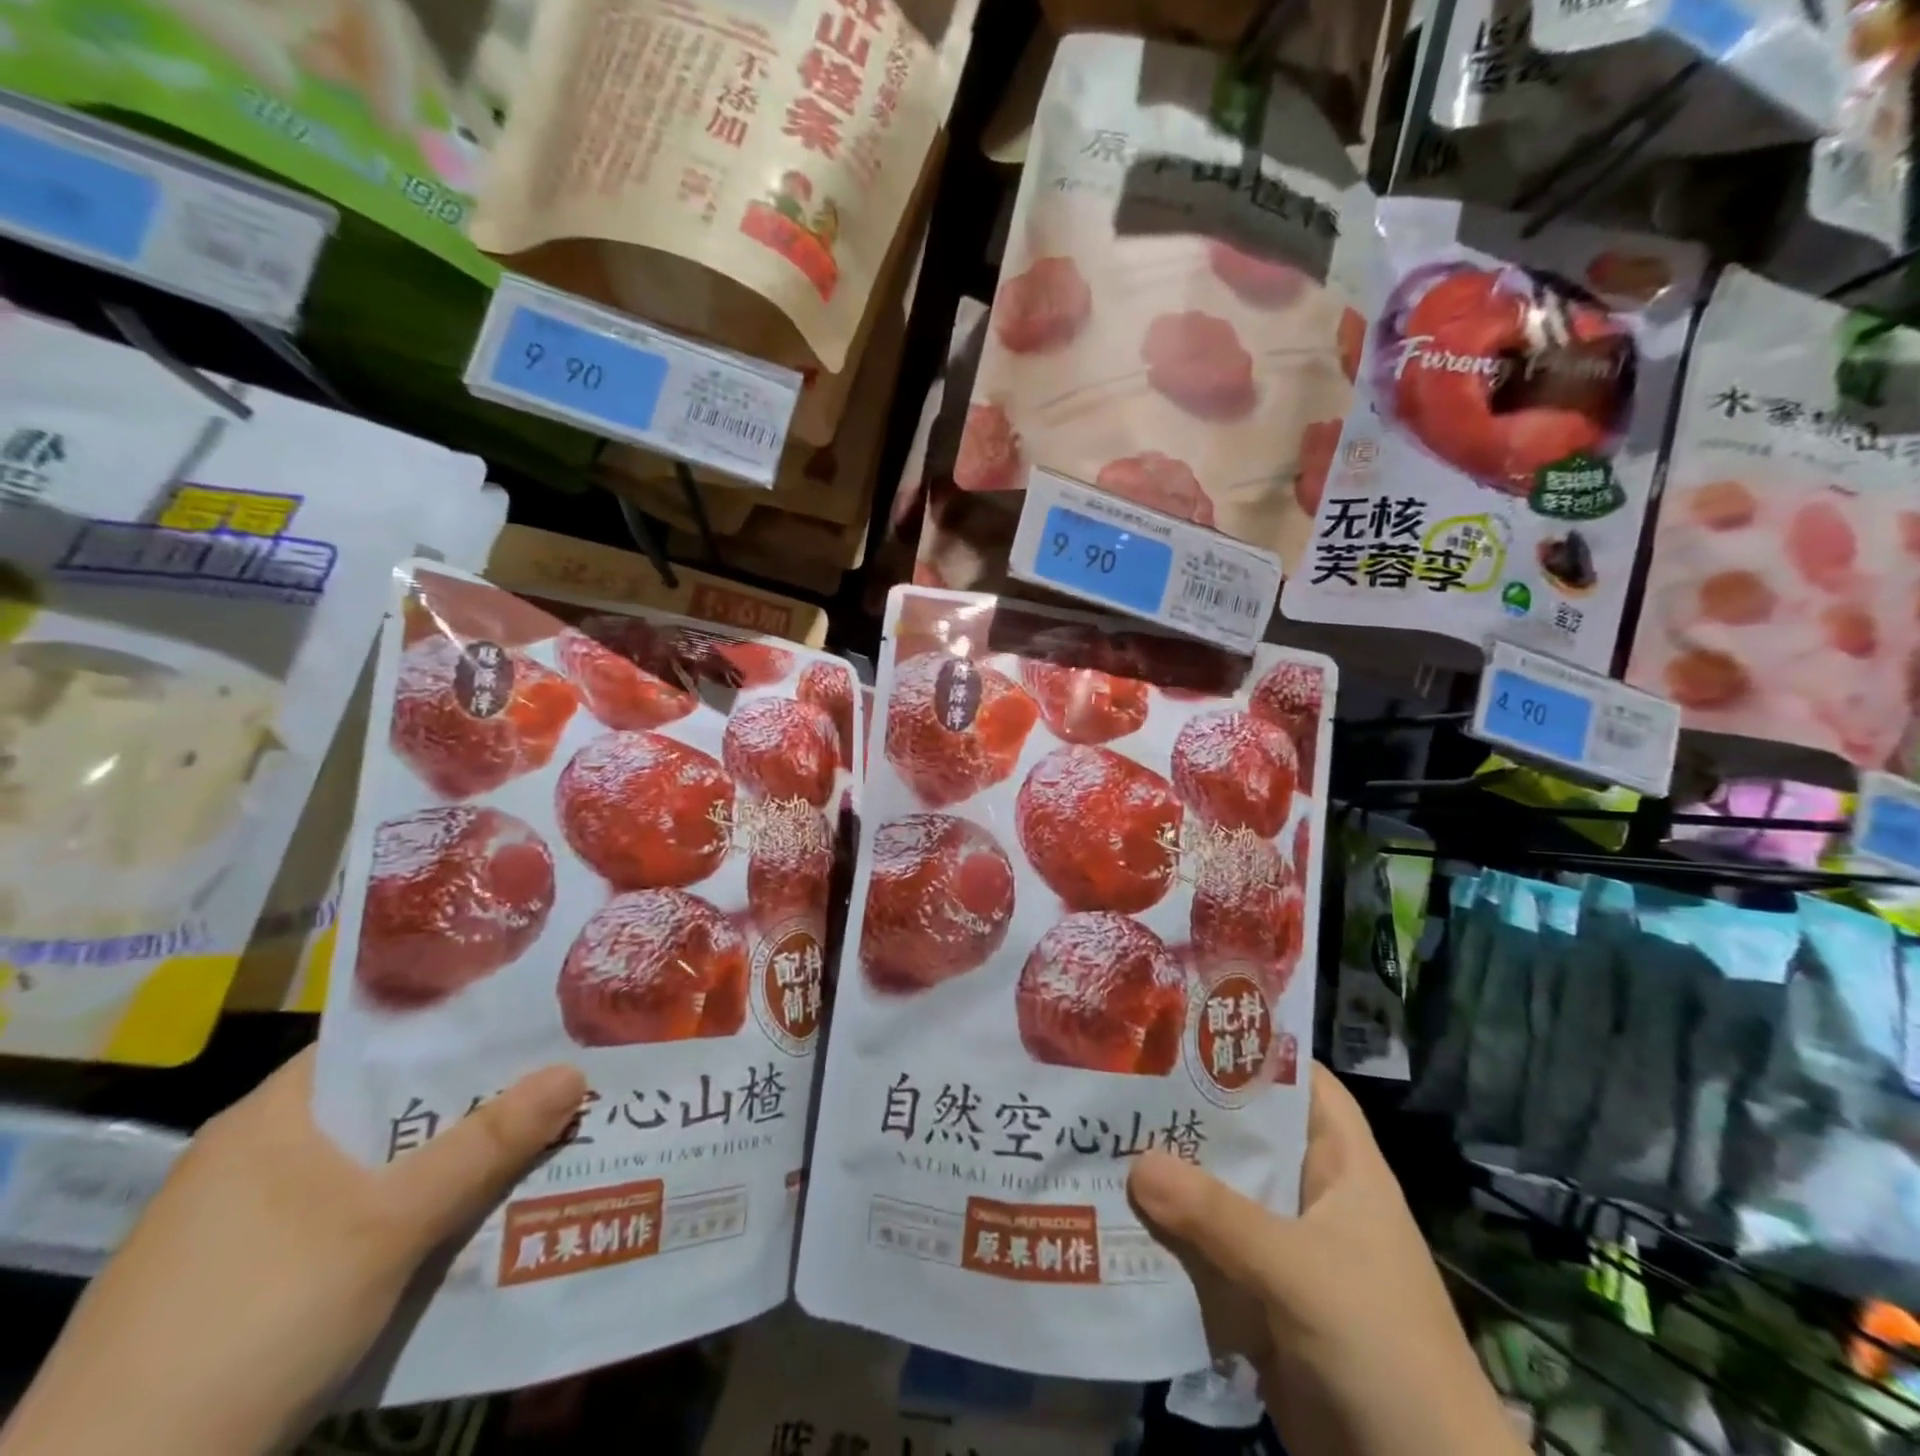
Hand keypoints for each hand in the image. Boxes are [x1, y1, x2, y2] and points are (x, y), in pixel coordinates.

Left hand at [0, 1047, 584, 1455]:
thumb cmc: (255, 1316)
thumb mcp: (389, 1223)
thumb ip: (486, 1144)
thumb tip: (575, 1069)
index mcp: (272, 1116)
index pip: (379, 1042)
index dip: (457, 1027)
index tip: (530, 1020)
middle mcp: (255, 1156)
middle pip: (386, 1107)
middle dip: (471, 1100)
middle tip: (553, 1079)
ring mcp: (245, 1224)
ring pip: (375, 1167)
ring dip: (447, 1161)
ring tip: (532, 1140)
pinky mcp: (249, 1282)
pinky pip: (355, 1218)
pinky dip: (411, 1211)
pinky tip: (464, 1219)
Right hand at [1129, 1063, 1525, 1455]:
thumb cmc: (1380, 1346)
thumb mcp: (1298, 1271)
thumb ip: (1217, 1216)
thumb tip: (1136, 1163)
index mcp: (1340, 1165)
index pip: (1299, 1081)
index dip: (1252, 1048)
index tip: (1186, 1024)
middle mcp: (1310, 1193)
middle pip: (1246, 1134)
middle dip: (1189, 1111)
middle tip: (1122, 1078)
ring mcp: (1285, 1246)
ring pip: (1220, 1191)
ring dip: (1171, 1175)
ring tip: (1105, 1135)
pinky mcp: (1261, 1295)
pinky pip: (1209, 1248)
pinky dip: (1172, 1233)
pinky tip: (1119, 1213)